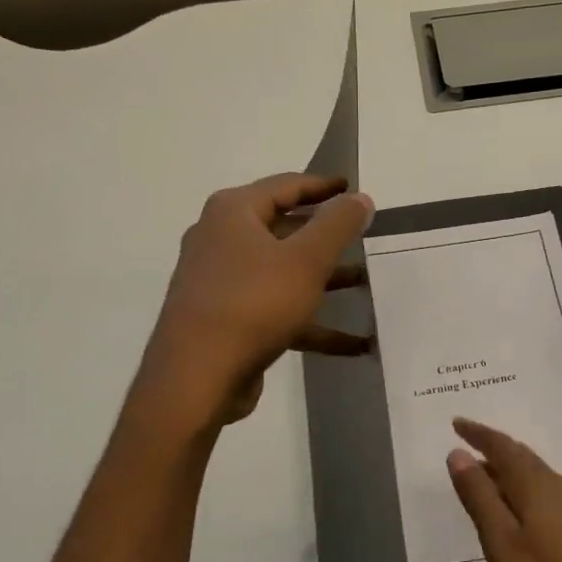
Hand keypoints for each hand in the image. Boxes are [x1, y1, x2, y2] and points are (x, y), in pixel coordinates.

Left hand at [138, 173, 374, 425]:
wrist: (197, 376)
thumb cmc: (254, 304)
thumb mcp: (306, 260)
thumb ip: (338, 225)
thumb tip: (360, 198)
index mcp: (233, 213)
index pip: (285, 185)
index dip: (322, 185)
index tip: (352, 187)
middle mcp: (221, 240)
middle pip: (283, 228)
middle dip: (325, 236)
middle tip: (361, 235)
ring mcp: (221, 282)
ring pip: (282, 272)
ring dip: (324, 280)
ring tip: (364, 285)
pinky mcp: (227, 319)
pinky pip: (277, 310)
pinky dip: (311, 322)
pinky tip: (353, 344)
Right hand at [446, 417, 561, 561]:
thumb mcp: (501, 540)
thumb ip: (479, 495)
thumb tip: (458, 453)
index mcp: (533, 483)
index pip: (501, 447)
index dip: (477, 434)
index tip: (456, 423)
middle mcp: (554, 484)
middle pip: (519, 455)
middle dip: (492, 446)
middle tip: (466, 443)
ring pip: (532, 472)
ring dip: (505, 467)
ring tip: (482, 473)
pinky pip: (541, 489)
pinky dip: (519, 485)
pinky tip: (513, 506)